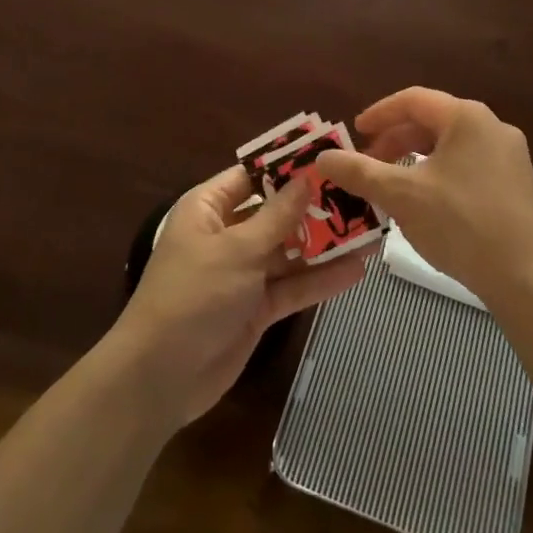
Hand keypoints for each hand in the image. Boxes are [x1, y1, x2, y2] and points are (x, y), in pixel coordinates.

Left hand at [110, 165, 368, 427]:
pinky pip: (293, 286)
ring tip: (371, 231)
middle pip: (277, 212)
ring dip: (325, 244)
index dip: (288, 166)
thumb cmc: (194, 295)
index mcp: (210, 208)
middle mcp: (227, 234)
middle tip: (361, 194)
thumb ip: (277, 216)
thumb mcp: (238, 249)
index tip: (329, 155)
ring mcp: (243, 273)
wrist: (161, 376)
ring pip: (290, 250)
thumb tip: (306, 178)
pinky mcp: (257, 307)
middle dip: (315, 206)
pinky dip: (320, 280)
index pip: (253, 176)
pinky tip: (357, 270)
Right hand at [316, 87, 532, 303]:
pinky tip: (427, 203)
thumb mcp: (402, 195)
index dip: (379, 114)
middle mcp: (492, 126)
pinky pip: (468, 165)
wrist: (527, 276)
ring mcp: (510, 155)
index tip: (355, 132)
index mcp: (466, 117)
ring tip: (392, 184)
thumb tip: (322, 157)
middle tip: (368, 163)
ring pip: (450, 146)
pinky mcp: (517, 183)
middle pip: (432, 122)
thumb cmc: (460, 223)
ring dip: (416, 159)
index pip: (413, 100)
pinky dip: (439, 173)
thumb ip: (359, 171)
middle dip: (395, 140)